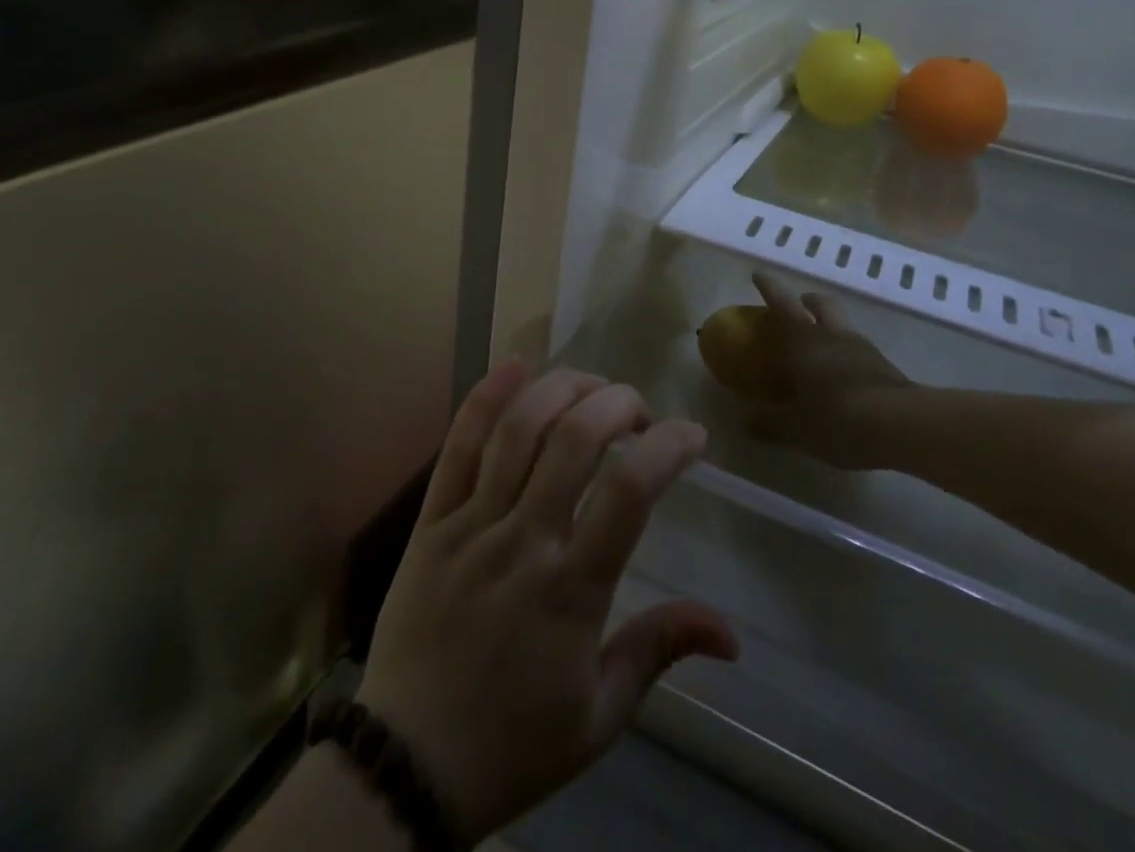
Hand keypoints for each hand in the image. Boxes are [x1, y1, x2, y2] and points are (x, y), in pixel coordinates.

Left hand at [357, 361, 737, 839]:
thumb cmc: (514, 744)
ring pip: (518, 430)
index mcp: (571, 590)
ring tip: (592, 386)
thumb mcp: (600, 715)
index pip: (629, 492)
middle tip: (637, 410)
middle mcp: (523, 541)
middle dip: (617, 404)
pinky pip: (457, 447)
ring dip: (562, 389)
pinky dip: (486, 399)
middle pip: (575, 440)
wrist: (404, 768)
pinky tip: (515, 365)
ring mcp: (472, 524)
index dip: (667, 448)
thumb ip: (660, 651)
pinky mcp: (431, 520)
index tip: (692, 435)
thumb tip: (731, 633)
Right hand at [746, 272, 914, 469]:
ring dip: (831, 326)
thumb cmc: (839, 420)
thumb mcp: (798, 430)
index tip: (759, 274)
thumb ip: (771, 425)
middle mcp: (834, 337)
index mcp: (806, 342)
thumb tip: (745, 423)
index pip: (783, 304)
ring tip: (822, 346)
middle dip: (807, 301)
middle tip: (798, 306)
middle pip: (821, 304)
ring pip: (844, 325)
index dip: (769, 288)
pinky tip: (846, 375)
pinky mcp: (886, 368)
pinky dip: (849, 354)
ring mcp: (864, 350)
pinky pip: (861, 350)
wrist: (903, 427)